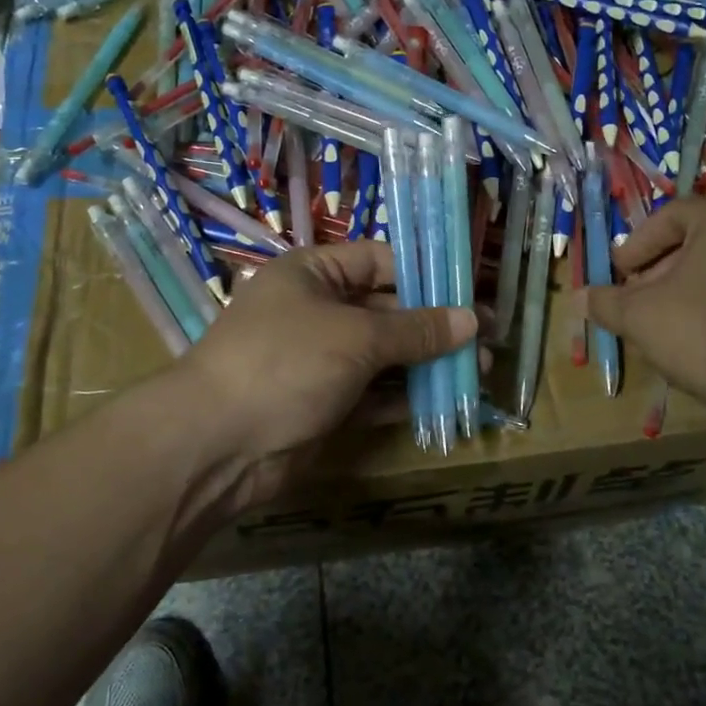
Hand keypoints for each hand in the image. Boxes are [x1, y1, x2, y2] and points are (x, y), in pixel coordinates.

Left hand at [175, 240, 475, 505]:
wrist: (218, 445)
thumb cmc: (287, 362)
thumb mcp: (357, 336)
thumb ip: (416, 329)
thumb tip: (472, 320)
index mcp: (313, 273)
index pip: (380, 261)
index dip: (426, 274)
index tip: (471, 291)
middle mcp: (316, 310)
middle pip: (386, 309)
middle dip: (435, 325)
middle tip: (487, 339)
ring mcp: (318, 360)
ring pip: (383, 355)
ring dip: (426, 363)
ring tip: (478, 371)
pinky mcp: (322, 404)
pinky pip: (372, 394)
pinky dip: (404, 397)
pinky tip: (445, 401)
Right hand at [585, 200, 705, 456]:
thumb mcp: (641, 318)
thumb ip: (607, 302)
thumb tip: (580, 298)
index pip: (670, 215)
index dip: (636, 244)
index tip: (619, 274)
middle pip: (695, 241)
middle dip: (657, 270)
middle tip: (636, 301)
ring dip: (683, 292)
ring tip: (662, 326)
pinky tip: (700, 343)